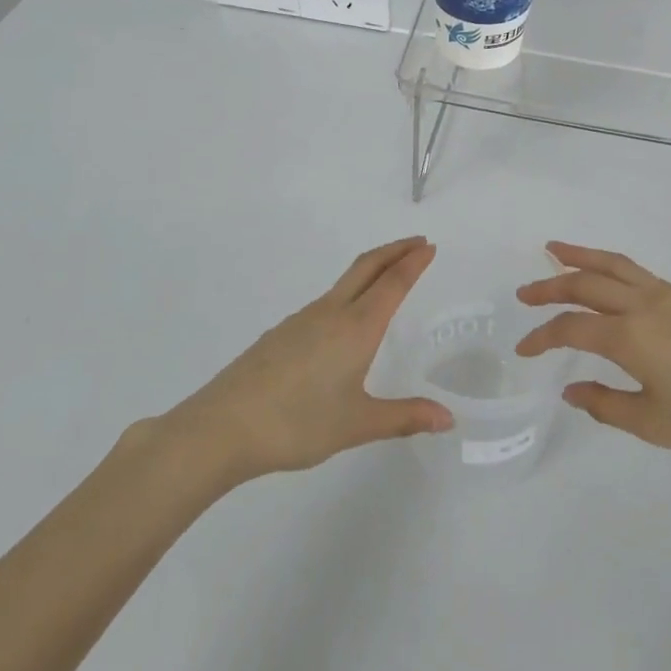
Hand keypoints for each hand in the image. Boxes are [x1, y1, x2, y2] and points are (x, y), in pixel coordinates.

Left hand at [164, 237, 452, 482]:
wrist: (223, 427)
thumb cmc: (297, 423)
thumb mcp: (357, 424)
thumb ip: (404, 417)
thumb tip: (448, 419)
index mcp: (356, 327)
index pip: (392, 283)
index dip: (413, 262)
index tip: (429, 246)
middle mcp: (331, 312)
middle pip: (367, 267)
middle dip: (395, 250)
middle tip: (417, 243)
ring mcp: (302, 319)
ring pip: (344, 282)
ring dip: (371, 270)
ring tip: (387, 279)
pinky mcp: (281, 333)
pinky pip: (325, 302)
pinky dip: (349, 293)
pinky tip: (344, 322)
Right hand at [515, 242, 670, 468]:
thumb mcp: (655, 425)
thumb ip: (606, 405)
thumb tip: (570, 390)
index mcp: (630, 338)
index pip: (571, 329)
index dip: (541, 337)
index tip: (524, 350)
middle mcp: (644, 305)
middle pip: (586, 285)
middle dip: (549, 287)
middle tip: (524, 293)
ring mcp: (668, 295)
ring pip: (613, 265)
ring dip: (579, 257)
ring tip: (553, 249)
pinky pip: (637, 271)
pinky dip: (610, 265)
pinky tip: (605, 275)